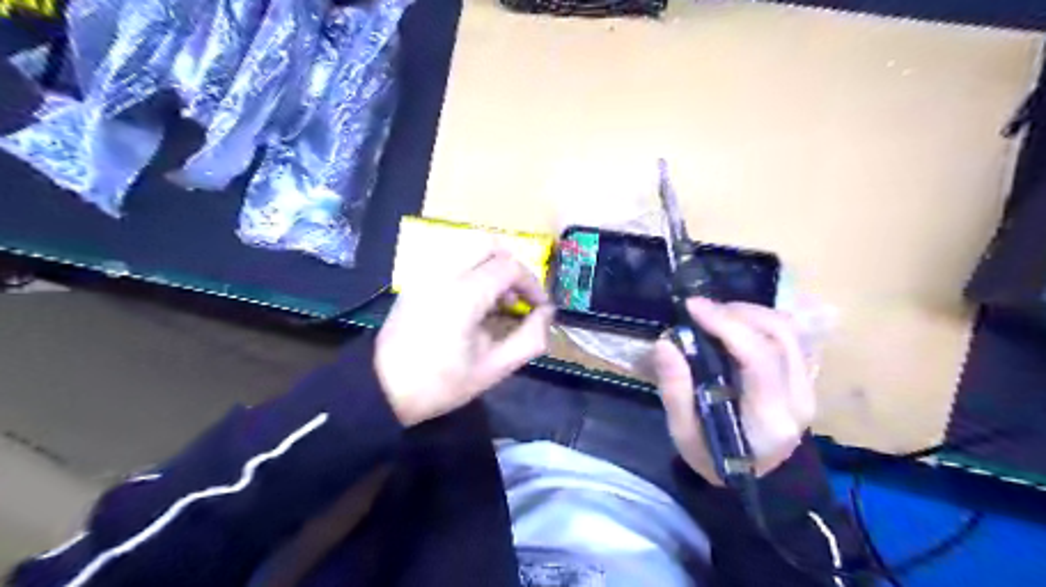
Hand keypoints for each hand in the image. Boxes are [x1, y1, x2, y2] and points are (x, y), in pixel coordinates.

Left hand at [377, 251, 555, 425]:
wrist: (382, 388)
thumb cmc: (440, 384)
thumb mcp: (493, 370)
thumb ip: (529, 339)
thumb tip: (547, 314)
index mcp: (464, 295)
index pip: (510, 267)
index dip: (533, 284)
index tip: (540, 307)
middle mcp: (444, 273)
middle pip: (489, 244)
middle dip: (512, 267)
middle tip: (518, 297)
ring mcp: (426, 273)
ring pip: (469, 248)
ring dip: (492, 266)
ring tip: (496, 302)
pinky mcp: (416, 279)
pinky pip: (452, 260)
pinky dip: (472, 270)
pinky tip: (473, 303)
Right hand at [651, 301, 815, 483]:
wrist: (756, 478)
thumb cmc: (715, 458)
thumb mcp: (684, 434)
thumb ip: (675, 389)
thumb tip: (665, 343)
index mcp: (768, 418)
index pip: (759, 358)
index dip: (726, 325)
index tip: (692, 307)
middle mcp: (798, 399)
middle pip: (780, 335)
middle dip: (737, 313)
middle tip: (701, 310)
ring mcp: (808, 387)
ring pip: (789, 330)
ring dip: (750, 313)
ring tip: (716, 315)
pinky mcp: (807, 379)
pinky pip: (791, 336)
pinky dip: (761, 322)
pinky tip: (737, 326)